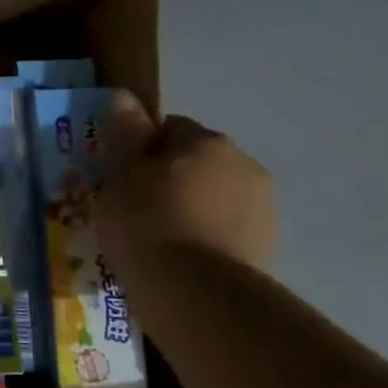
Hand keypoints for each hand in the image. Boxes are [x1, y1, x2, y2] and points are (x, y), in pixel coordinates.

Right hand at [95, 92, 277, 273]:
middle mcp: (245, 165)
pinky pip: (226, 230)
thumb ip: (128, 134)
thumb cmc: (146, 222)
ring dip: (192, 208)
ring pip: (215, 197)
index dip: (141, 150)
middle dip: (171, 179)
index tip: (120, 178)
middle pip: (197, 162)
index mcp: (207, 142)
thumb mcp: (121, 175)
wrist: (194, 292)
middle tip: (136, 209)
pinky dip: (206, 237)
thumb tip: (124, 95)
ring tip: (158, 240)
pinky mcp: (268, 247)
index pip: (169, 129)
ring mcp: (263, 208)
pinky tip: (181, 259)